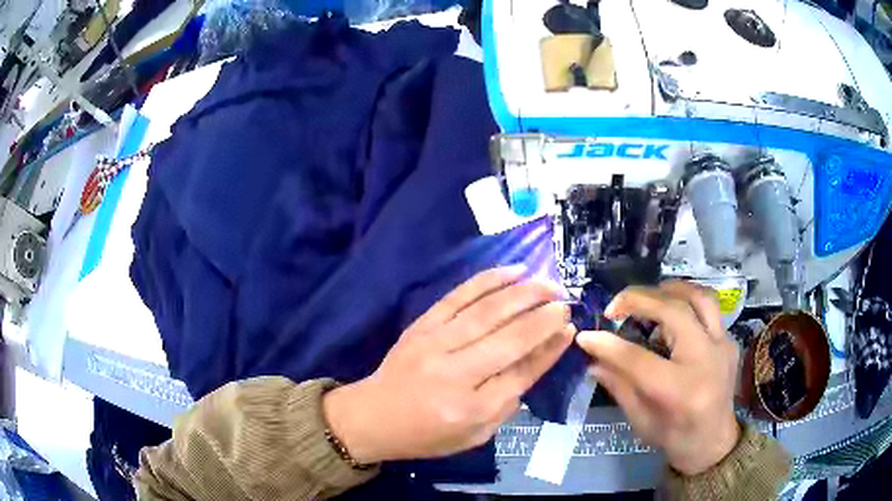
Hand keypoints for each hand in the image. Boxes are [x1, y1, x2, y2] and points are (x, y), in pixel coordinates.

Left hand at [323, 266, 574, 463]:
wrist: (374, 416)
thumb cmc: (428, 434)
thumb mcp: (475, 436)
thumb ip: (508, 403)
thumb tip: (538, 358)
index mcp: (471, 409)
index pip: (522, 373)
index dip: (550, 348)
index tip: (569, 328)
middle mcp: (455, 374)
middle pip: (510, 338)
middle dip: (544, 316)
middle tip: (566, 301)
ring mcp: (435, 343)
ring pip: (488, 311)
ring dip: (524, 293)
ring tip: (549, 284)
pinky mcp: (422, 324)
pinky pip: (459, 295)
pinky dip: (489, 279)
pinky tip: (514, 270)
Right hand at [576, 281, 740, 475]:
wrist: (714, 441)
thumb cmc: (674, 437)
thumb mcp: (640, 420)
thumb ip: (618, 385)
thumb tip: (592, 358)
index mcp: (679, 391)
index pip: (638, 359)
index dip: (608, 344)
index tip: (586, 335)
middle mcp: (705, 361)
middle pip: (673, 313)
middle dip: (638, 301)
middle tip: (614, 307)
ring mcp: (722, 346)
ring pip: (698, 297)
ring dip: (668, 290)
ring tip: (646, 296)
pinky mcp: (729, 340)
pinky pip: (709, 308)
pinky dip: (686, 301)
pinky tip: (670, 312)